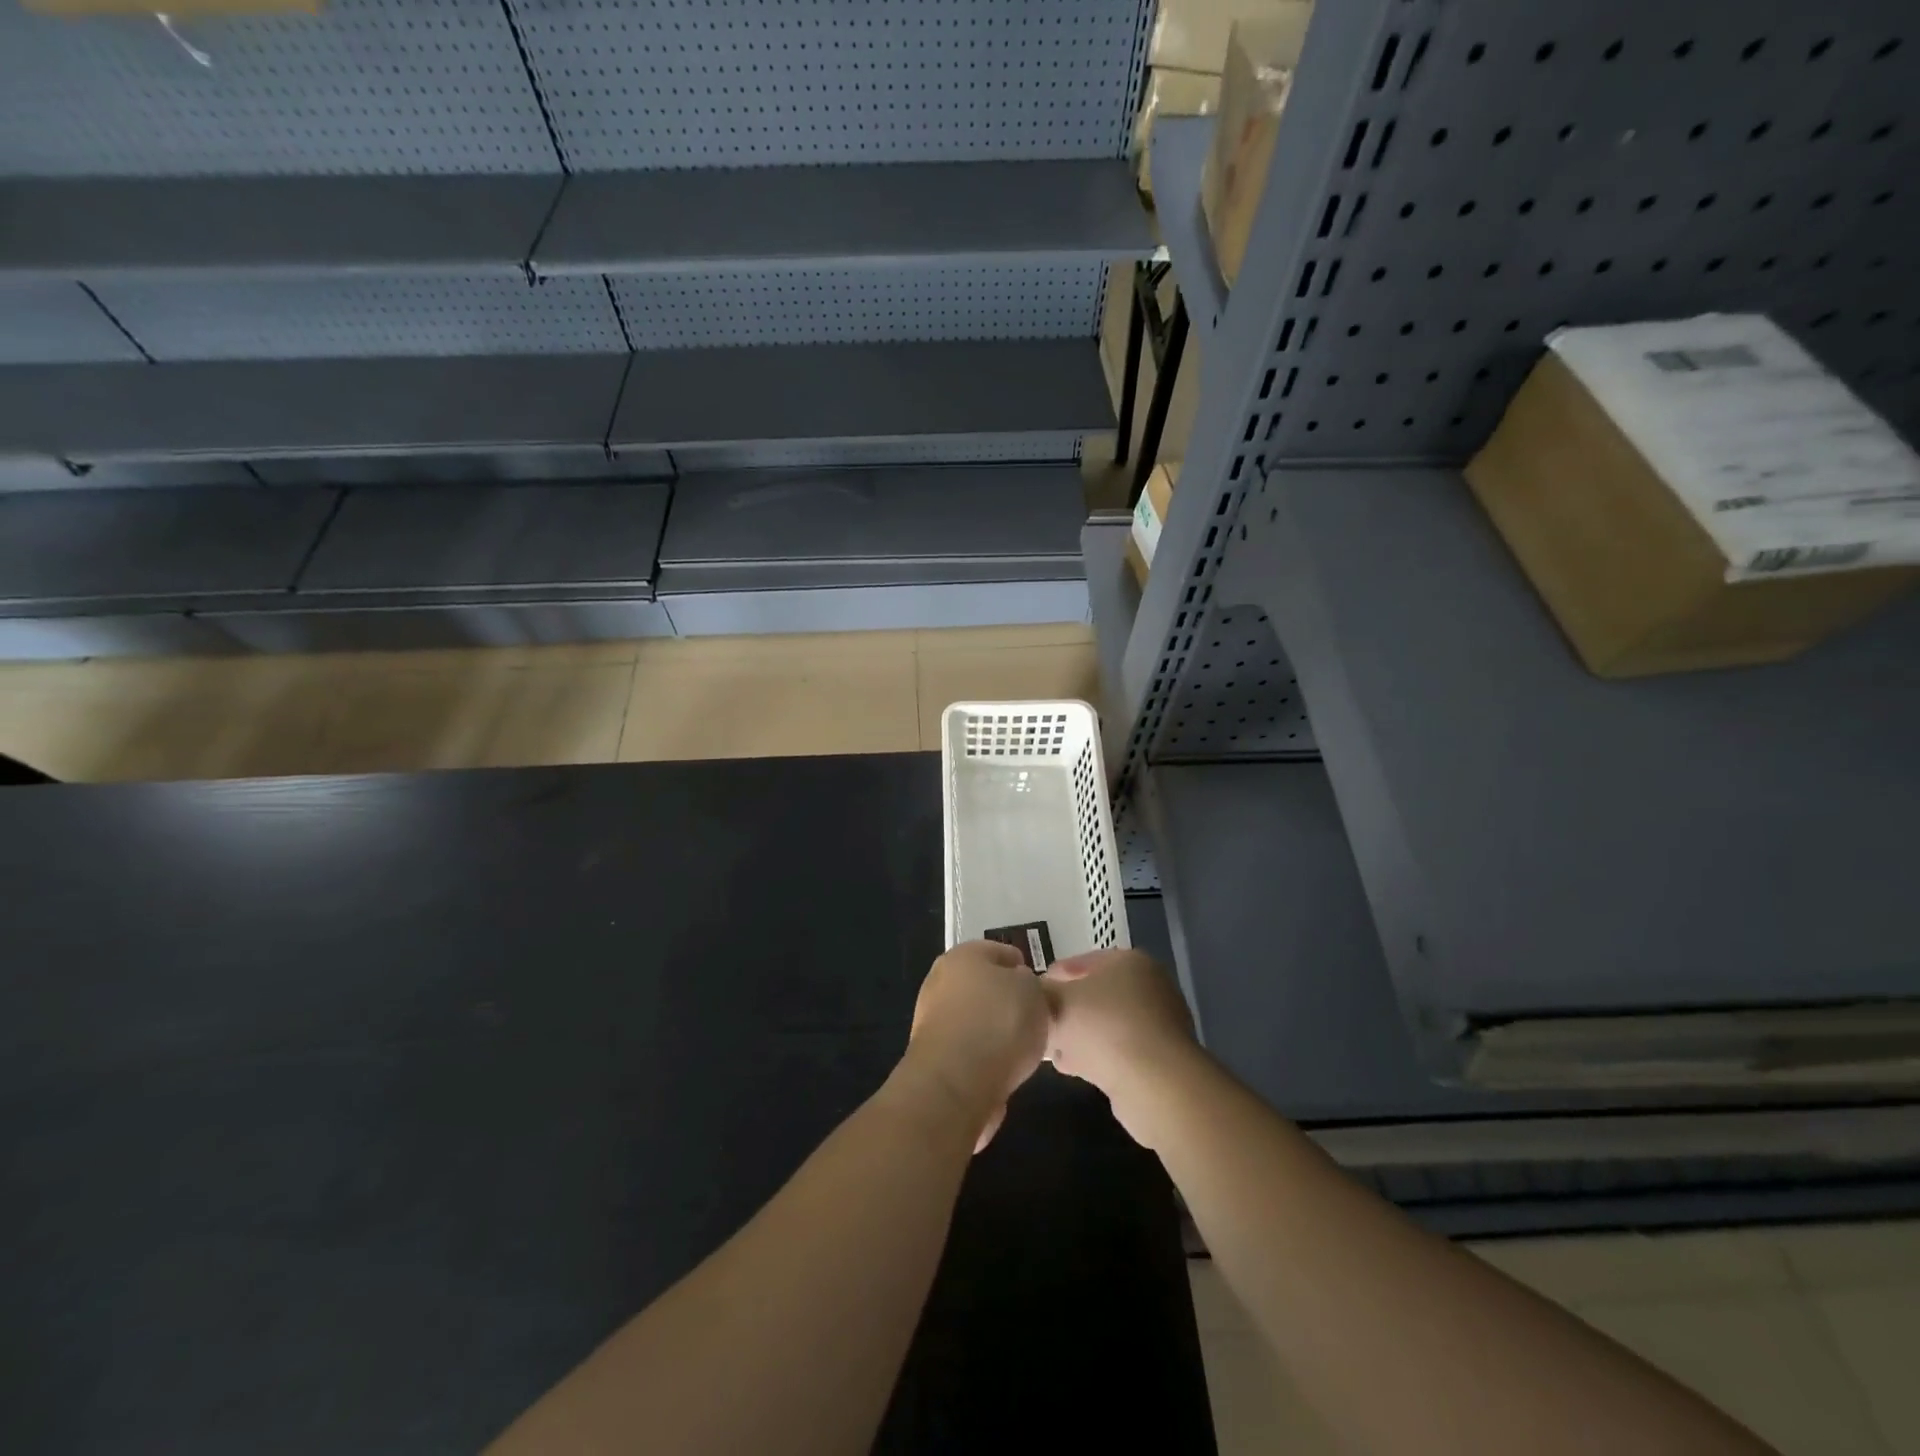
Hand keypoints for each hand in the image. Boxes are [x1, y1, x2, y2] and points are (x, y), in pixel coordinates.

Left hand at [906, 940, 1050, 1149]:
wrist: (956, 1084)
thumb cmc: (999, 1023)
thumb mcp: (1033, 991)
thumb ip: (1029, 983)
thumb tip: (1017, 987)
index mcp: (963, 955)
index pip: (999, 952)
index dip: (1022, 966)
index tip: (1040, 987)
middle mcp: (941, 981)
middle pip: (982, 985)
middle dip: (1006, 999)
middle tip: (1033, 1016)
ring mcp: (931, 1020)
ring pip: (974, 1018)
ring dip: (994, 1029)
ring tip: (1023, 1048)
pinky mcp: (932, 1057)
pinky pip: (967, 1049)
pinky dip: (984, 1056)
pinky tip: (1003, 1069)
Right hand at [1043, 949, 1198, 1146]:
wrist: (1156, 1085)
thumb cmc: (1103, 1028)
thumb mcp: (1057, 1002)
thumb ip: (1039, 994)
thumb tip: (1030, 995)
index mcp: (1128, 961)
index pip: (1079, 962)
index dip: (1050, 978)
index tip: (1029, 996)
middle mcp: (1149, 986)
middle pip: (1094, 994)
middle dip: (1065, 1009)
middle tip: (1040, 1024)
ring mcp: (1159, 1023)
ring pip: (1105, 1024)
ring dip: (1079, 1035)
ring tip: (1052, 1049)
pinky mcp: (1161, 1058)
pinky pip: (1119, 1050)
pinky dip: (1097, 1055)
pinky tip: (1074, 1068)